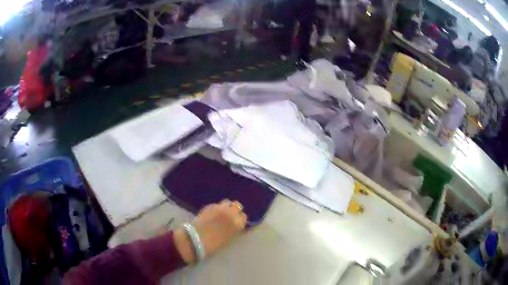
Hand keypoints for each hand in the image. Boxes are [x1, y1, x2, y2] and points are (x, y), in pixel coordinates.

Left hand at [173, 200, 247, 262]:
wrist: (196, 239)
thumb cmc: (214, 244)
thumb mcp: (229, 238)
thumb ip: (234, 229)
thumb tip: (236, 225)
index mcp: (237, 223)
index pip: (243, 216)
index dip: (240, 219)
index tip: (237, 223)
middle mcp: (230, 213)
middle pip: (237, 205)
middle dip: (235, 210)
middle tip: (231, 216)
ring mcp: (219, 208)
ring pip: (227, 202)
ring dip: (226, 207)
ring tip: (222, 213)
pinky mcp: (209, 206)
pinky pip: (217, 204)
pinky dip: (217, 208)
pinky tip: (213, 214)